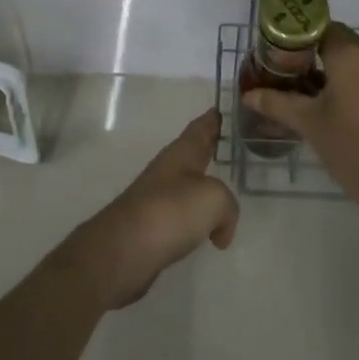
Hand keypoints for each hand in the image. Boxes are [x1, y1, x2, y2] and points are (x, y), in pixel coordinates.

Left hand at [63, 110, 239, 309]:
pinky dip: (197, 219)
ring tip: (226, 190)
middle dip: (212, 149)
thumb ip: (228, 206)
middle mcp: (169, 169)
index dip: (215, 117)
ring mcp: (158, 198)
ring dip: (205, 186)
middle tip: (235, 147)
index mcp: (183, 152)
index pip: (202, 126)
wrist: (123, 251)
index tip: (225, 108)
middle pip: (194, 153)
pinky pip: (183, 215)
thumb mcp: (214, 199)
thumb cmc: (171, 211)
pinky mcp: (152, 227)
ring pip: (189, 185)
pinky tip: (208, 231)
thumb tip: (221, 230)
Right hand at [240, 23, 358, 215]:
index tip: (282, 55)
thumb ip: (276, 103)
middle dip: (316, 54)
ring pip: (358, 60)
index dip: (299, 38)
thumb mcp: (308, 123)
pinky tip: (344, 109)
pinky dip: (357, 84)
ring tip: (315, 94)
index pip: (320, 27)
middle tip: (293, 75)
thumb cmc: (350, 147)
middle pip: (340, 41)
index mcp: (350, 54)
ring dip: (337, 70)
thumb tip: (248, 95)